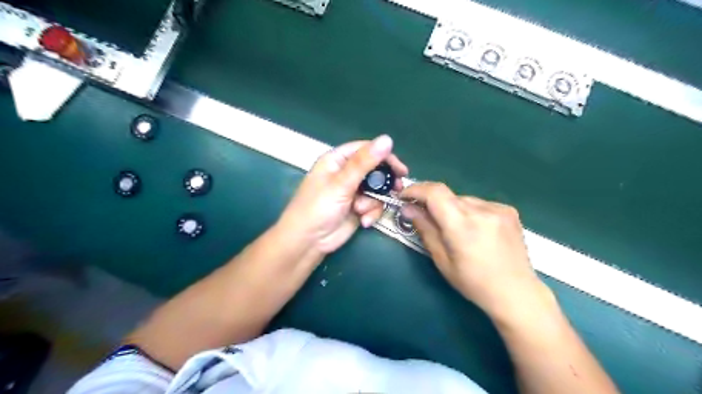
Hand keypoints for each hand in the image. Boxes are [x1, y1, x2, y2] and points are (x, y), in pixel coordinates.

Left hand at [280, 136, 408, 254]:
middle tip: (397, 187)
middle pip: (374, 170)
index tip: (400, 168)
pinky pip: (374, 205)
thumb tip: (387, 139)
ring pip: (376, 190)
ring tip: (361, 210)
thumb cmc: (318, 208)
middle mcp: (345, 173)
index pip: (365, 149)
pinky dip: (371, 213)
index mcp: (337, 160)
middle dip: (383, 181)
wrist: (308, 242)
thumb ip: (364, 162)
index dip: (384, 156)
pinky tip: (363, 221)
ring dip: (373, 202)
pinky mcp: (357, 208)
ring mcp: (352, 191)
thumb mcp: (341, 183)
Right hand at [401, 183, 547, 320]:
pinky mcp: (508, 210)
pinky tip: (476, 231)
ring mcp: (498, 209)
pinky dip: (470, 212)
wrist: (516, 293)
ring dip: (452, 209)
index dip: (416, 190)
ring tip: (456, 231)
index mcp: (462, 225)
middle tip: (427, 219)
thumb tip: (407, 208)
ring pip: (463, 200)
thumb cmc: (473, 283)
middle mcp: (481, 210)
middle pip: (448, 196)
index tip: (404, 196)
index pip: (435, 192)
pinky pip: (479, 204)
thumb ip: (425, 229)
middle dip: (433, 204)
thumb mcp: (442, 260)